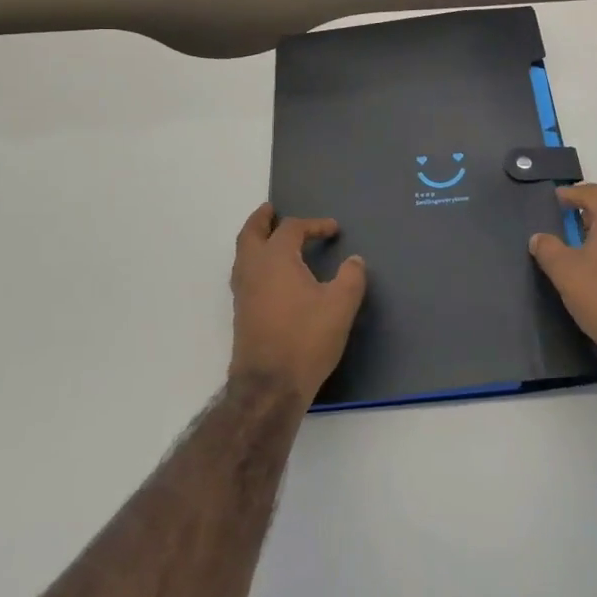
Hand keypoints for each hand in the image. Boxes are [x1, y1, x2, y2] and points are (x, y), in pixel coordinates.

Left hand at [229, 203, 367, 402]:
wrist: (269, 386)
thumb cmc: (306, 339)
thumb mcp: (340, 306)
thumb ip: (351, 278)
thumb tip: (354, 260)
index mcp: (275, 258)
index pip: (292, 229)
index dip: (314, 225)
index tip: (333, 230)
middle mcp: (253, 268)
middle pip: (251, 233)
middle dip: (262, 219)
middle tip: (271, 210)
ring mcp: (243, 292)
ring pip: (243, 254)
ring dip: (254, 239)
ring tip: (269, 237)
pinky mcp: (241, 312)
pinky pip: (244, 273)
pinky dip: (254, 261)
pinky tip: (270, 275)